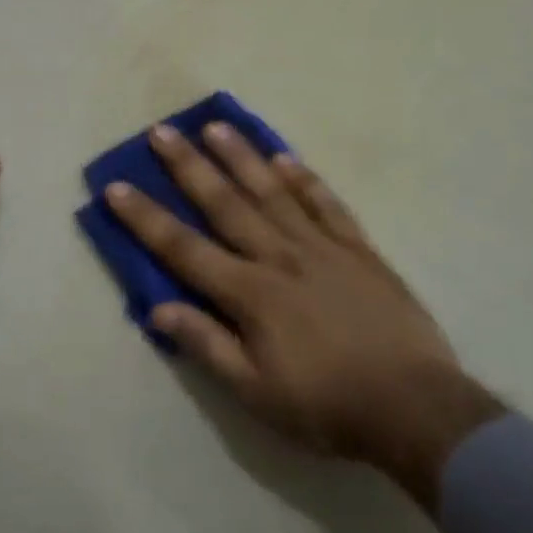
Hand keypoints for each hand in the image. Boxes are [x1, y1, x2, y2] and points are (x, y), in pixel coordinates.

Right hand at [103, 123, 502, 508]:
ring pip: (273, 191)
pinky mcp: (358, 249)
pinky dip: (304, 179)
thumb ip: (207, 346)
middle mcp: (280, 257)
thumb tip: (157, 308)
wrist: (415, 407)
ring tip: (216, 125)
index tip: (117, 186)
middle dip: (188, 166)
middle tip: (161, 131)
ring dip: (241, 157)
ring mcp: (322, 247)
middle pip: (225, 204)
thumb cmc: (327, 406)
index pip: (184, 248)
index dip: (146, 218)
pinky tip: (285, 158)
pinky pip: (326, 204)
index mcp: (250, 294)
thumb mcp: (256, 393)